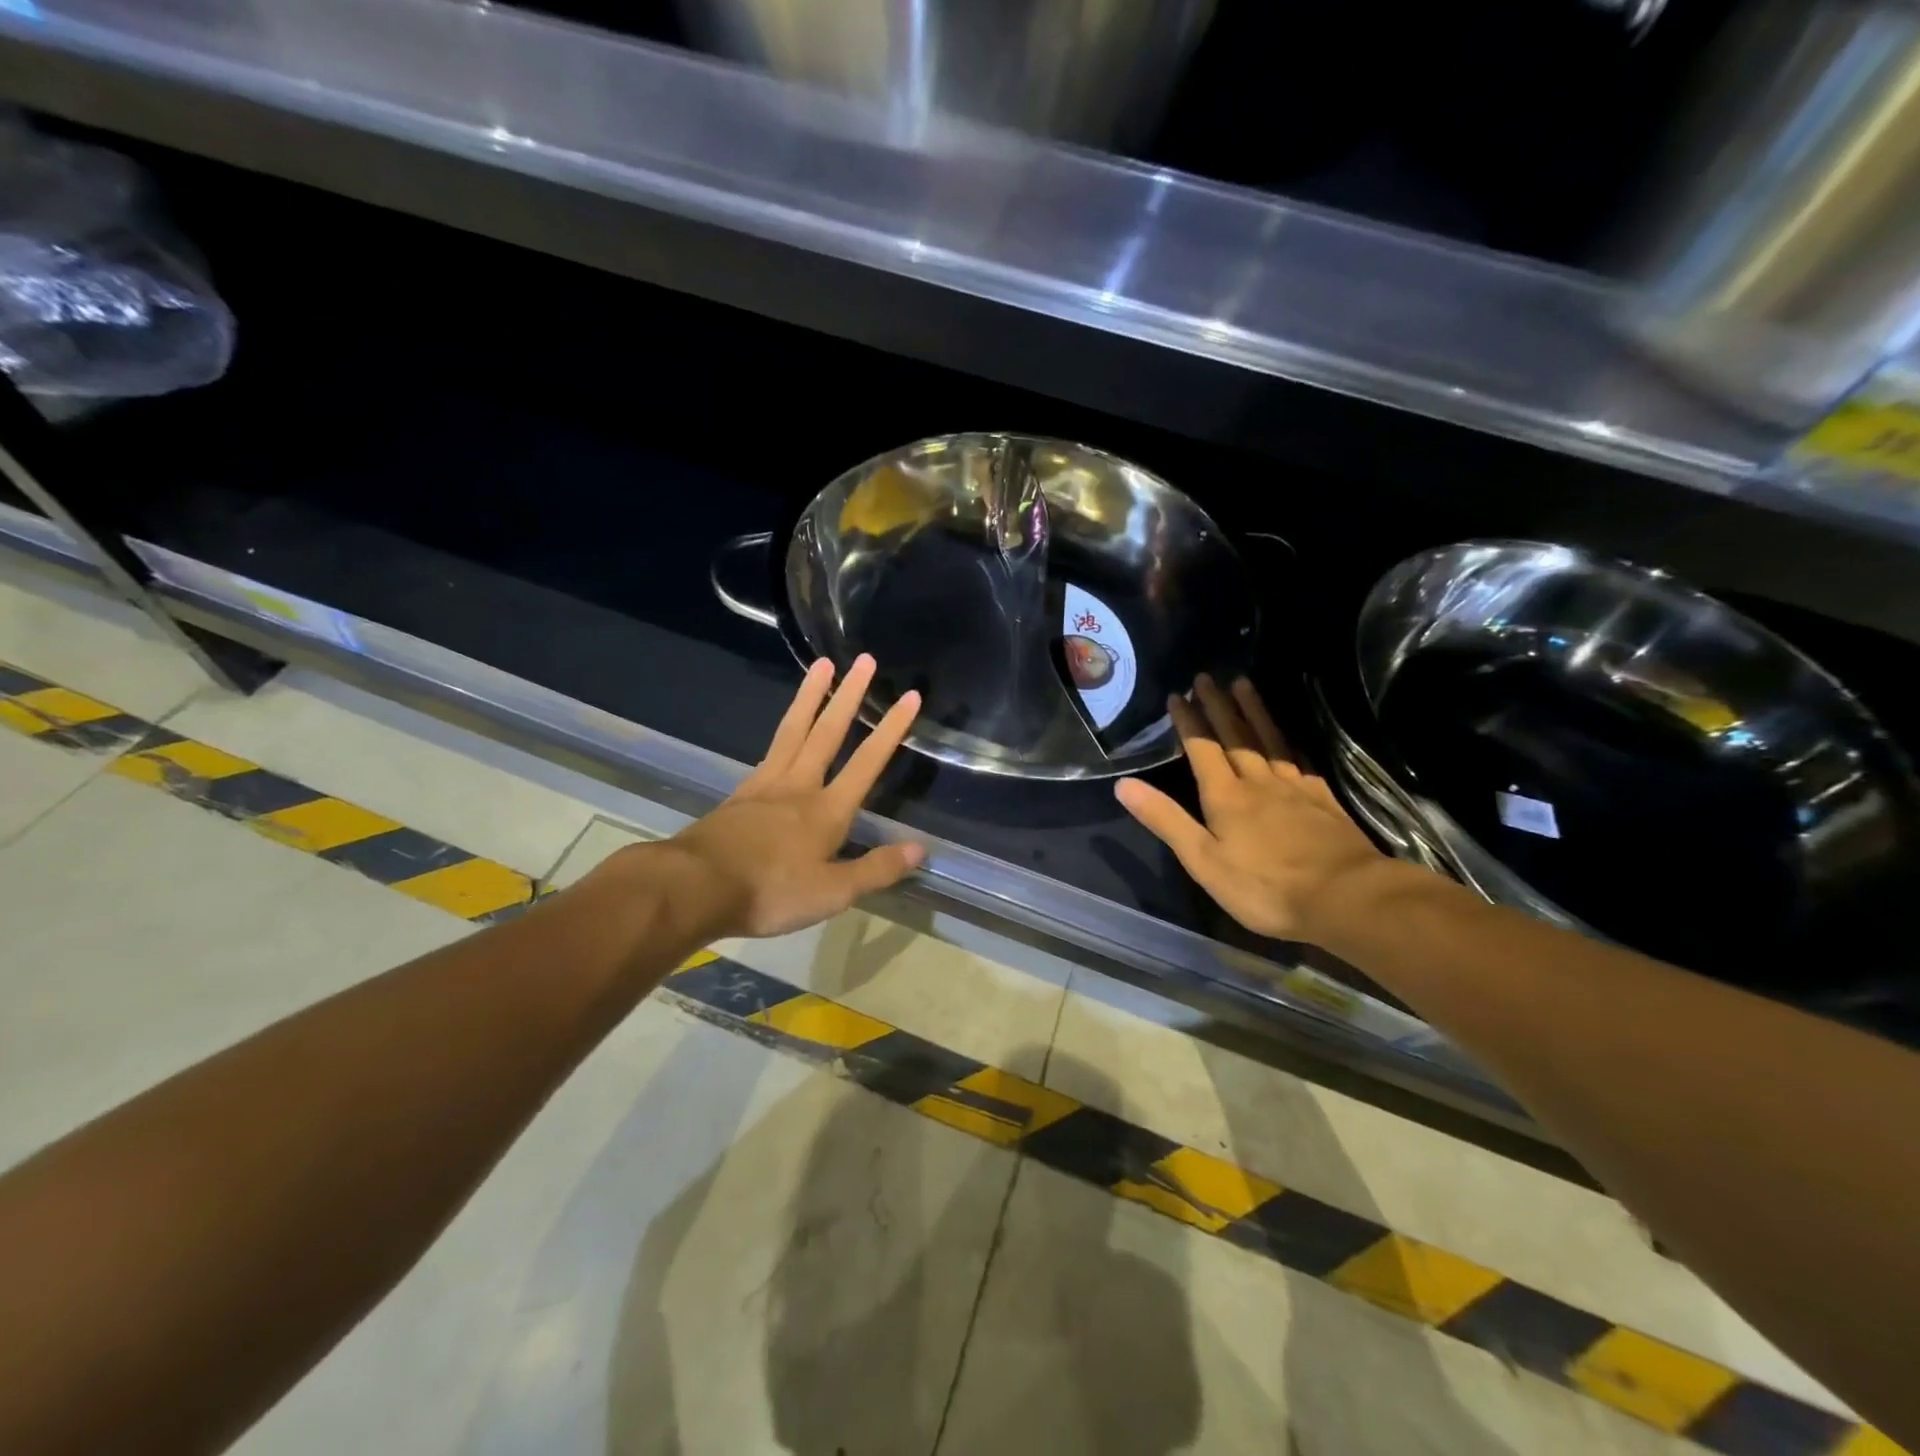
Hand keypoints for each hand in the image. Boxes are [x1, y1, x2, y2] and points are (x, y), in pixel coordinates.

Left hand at [661, 654, 924, 937]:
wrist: (695, 887)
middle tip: (863, 660)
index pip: (867, 763)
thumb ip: (876, 869)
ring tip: (821, 665)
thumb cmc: (770, 891)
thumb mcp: (832, 893)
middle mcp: (799, 787)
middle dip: (849, 696)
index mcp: (827, 810)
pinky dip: (783, 730)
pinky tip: (786, 729)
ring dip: (811, 696)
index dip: (890, 730)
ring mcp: (765, 786)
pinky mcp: (741, 795)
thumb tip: (920, 848)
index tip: (909, 696)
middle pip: (827, 732)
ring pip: (793, 730)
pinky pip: (770, 751)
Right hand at [1115, 675, 1383, 942]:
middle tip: (1206, 677)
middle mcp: (1258, 782)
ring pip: (1268, 740)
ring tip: (1243, 684)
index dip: (1189, 722)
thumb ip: (1166, 820)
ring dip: (1253, 711)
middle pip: (1235, 736)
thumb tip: (1123, 784)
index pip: (1202, 750)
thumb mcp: (1204, 861)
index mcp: (1226, 797)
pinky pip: (1299, 759)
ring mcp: (1295, 788)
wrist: (1346, 897)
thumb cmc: (1265, 887)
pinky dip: (1288, 741)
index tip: (1177, 695)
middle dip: (1217, 706)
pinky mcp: (1323, 799)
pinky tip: (1287, 737)